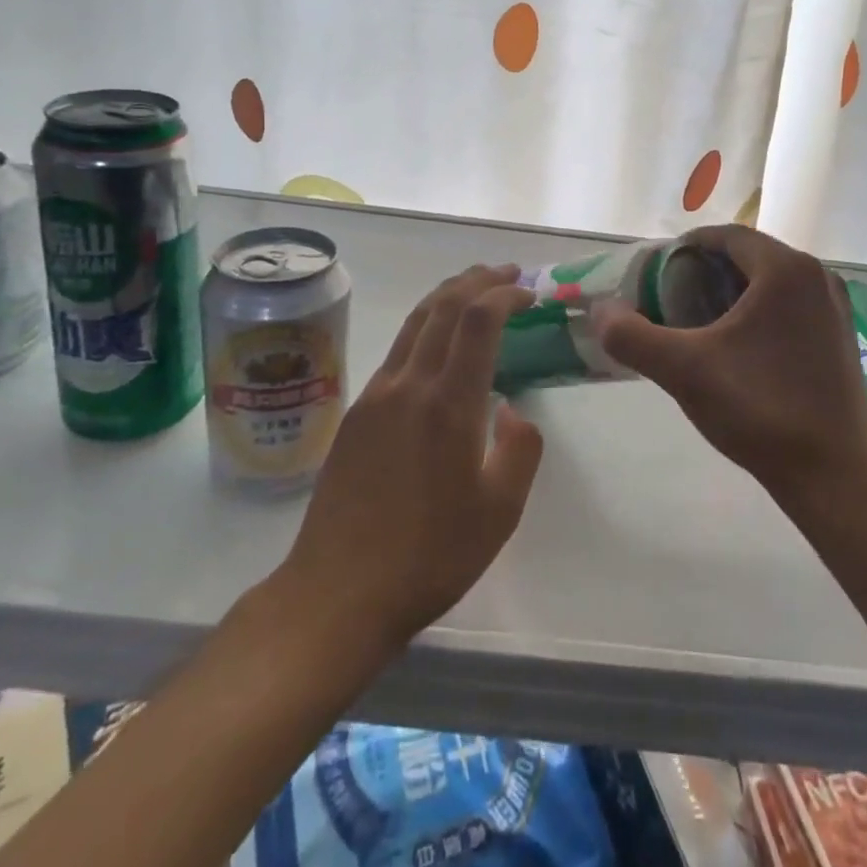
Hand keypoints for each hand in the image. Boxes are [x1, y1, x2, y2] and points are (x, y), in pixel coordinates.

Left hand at [279, 265, 543, 649]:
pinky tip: (436, 345)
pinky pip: (397, 351)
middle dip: (476, 281)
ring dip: (447, 296)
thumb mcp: (499, 512)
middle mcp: (408, 385)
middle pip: (442, 307)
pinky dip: (425, 328)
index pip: (477, 321)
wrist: (338, 592)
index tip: (529, 293)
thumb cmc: (429, 556)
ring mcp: (376, 396)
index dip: (504, 295)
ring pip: (414, 323)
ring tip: (473, 289)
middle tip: (505, 273)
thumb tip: (510, 411)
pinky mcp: (356, 414)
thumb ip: (519, 450)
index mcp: (448, 404)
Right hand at [594, 226, 866, 507]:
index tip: (656, 271)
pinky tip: (739, 348)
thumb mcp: (684, 370)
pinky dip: (759, 312)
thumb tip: (601, 311)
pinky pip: (790, 305)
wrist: (835, 475)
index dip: (686, 247)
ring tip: (699, 322)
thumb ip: (632, 336)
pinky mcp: (841, 336)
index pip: (726, 236)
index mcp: (785, 268)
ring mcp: (835, 306)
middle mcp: (816, 276)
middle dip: (706, 271)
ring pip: (770, 282)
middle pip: (748, 256)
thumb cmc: (760, 409)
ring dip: (732, 292)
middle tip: (671, 298)